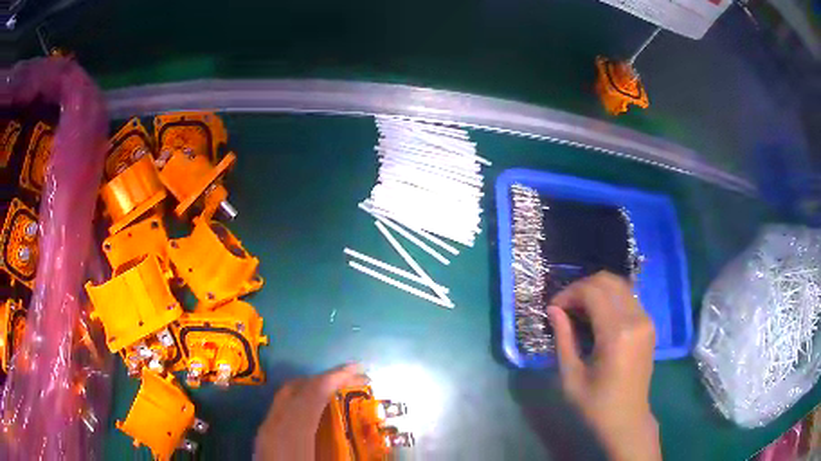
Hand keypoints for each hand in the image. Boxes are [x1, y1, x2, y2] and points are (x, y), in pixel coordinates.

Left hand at [255, 364, 368, 460]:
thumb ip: (349, 453)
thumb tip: (376, 442)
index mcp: (291, 434)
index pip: (313, 393)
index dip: (337, 376)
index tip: (360, 370)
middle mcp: (274, 426)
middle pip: (297, 388)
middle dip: (326, 378)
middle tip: (353, 381)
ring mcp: (265, 430)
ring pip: (287, 396)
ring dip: (313, 388)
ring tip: (338, 393)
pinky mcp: (263, 437)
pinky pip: (282, 408)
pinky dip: (301, 401)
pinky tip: (316, 415)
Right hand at [547, 272, 660, 460]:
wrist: (627, 421)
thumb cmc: (596, 405)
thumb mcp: (571, 376)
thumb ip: (563, 338)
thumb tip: (553, 309)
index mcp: (617, 333)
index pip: (592, 291)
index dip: (569, 293)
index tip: (553, 309)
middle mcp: (636, 319)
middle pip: (608, 281)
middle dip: (582, 287)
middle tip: (564, 307)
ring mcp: (646, 320)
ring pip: (619, 285)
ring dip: (596, 291)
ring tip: (578, 311)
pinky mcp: (648, 325)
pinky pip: (627, 298)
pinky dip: (609, 299)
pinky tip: (596, 317)